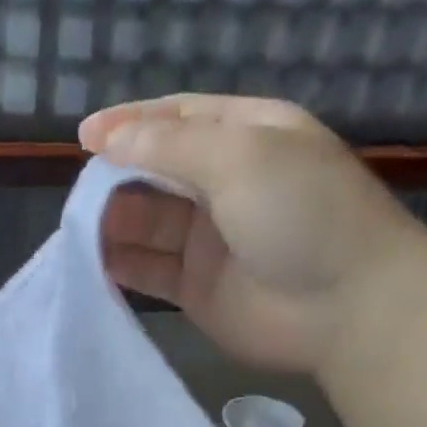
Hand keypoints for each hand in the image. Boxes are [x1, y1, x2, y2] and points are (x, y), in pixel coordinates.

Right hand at [79, 94, 426, 373]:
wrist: (347, 307)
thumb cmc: (302, 214)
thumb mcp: (240, 156)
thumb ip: (169, 147)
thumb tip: (108, 139)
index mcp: (246, 136)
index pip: (177, 119)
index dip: (130, 124)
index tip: (84, 137)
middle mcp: (225, 184)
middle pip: (155, 172)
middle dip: (117, 177)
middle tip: (80, 194)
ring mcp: (209, 240)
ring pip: (147, 223)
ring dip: (113, 223)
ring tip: (79, 230)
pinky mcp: (197, 289)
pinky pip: (149, 271)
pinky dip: (121, 267)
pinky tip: (91, 264)